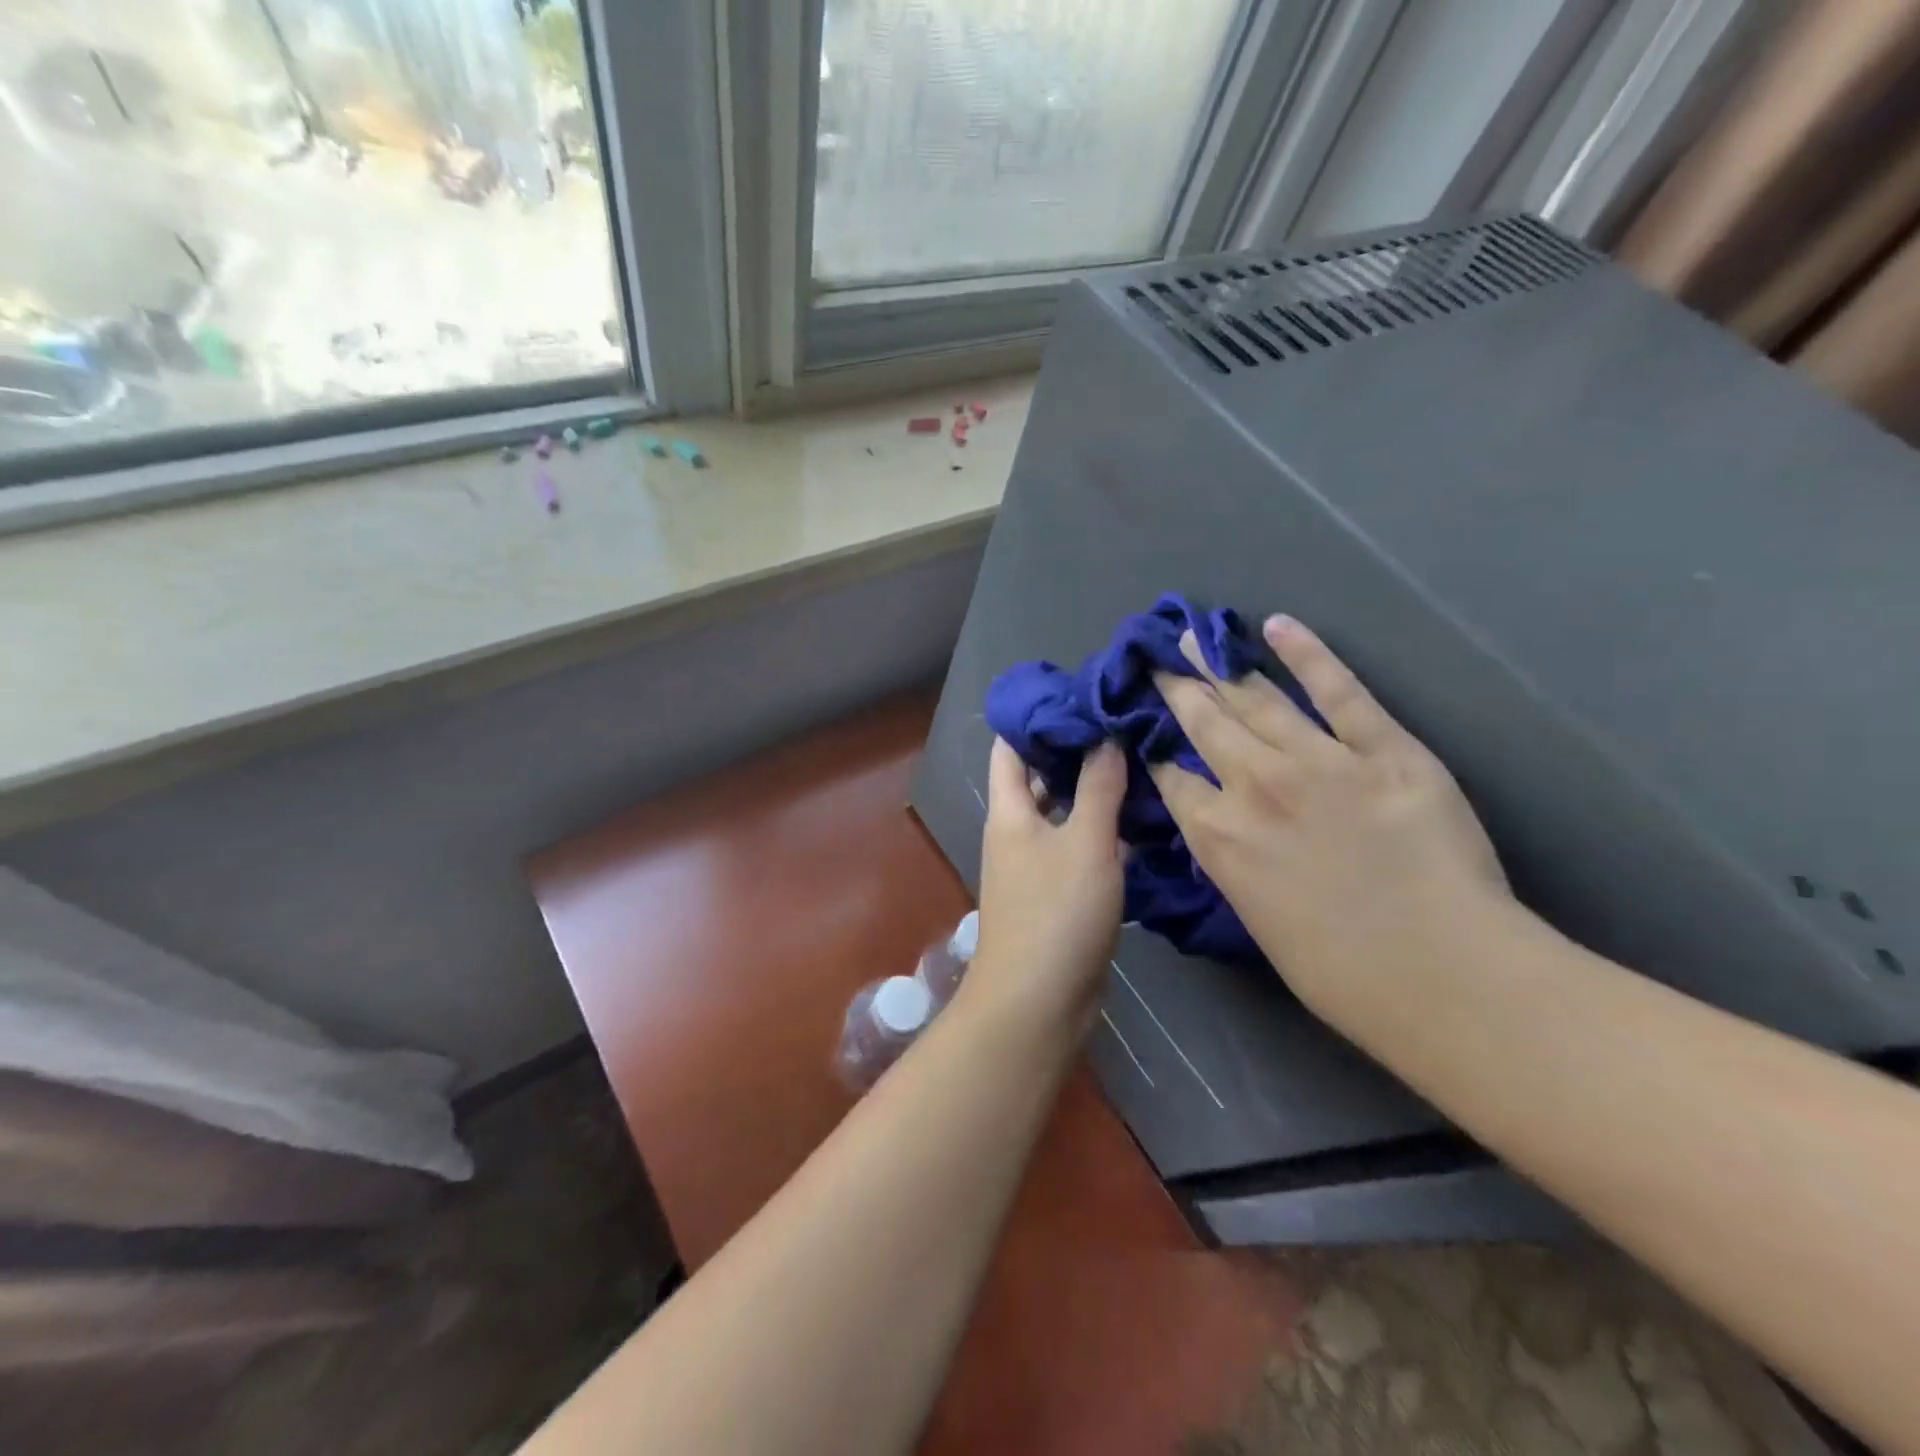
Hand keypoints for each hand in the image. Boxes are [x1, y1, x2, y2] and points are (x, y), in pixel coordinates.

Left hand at [968, 737, 1126, 1028]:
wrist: (1039, 1003)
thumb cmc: (1056, 913)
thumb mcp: (1084, 842)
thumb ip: (1097, 787)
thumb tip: (1104, 736)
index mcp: (1009, 811)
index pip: (1012, 746)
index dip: (1039, 716)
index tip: (1082, 695)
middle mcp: (1017, 832)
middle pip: (1041, 778)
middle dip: (1076, 751)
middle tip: (1124, 725)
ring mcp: (1037, 865)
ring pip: (1066, 814)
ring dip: (1096, 792)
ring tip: (1142, 762)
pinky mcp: (1060, 894)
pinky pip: (1081, 849)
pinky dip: (1105, 833)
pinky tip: (1144, 822)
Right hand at [1150, 616, 1511, 1031]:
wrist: (1442, 975)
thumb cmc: (1340, 973)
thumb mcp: (1256, 918)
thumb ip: (1232, 862)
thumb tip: (1223, 829)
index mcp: (1218, 837)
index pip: (1171, 777)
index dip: (1155, 748)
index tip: (1144, 726)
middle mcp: (1254, 787)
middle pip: (1204, 724)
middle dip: (1177, 690)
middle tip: (1158, 661)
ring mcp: (1318, 762)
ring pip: (1257, 701)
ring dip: (1219, 666)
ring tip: (1194, 639)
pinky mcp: (1383, 749)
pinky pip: (1339, 692)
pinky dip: (1307, 655)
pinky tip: (1277, 626)